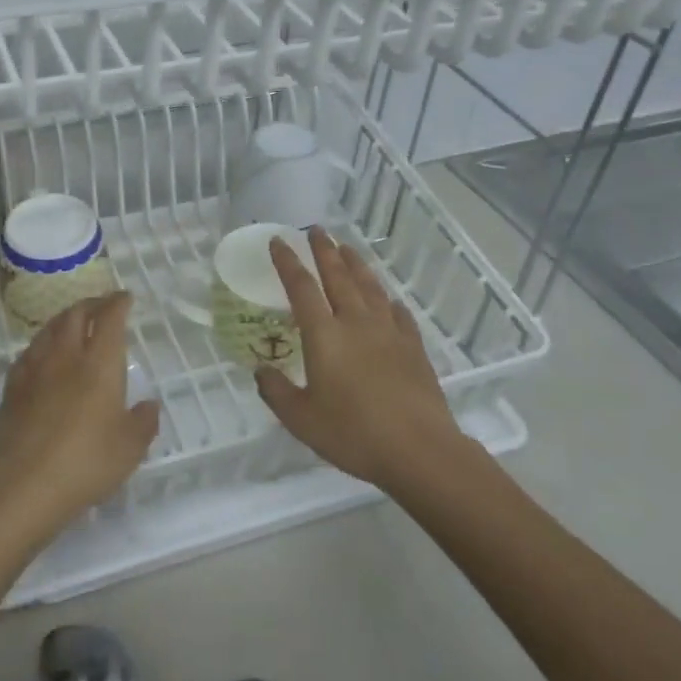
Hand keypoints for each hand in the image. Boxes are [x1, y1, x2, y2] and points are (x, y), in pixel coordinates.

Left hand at [0, 293, 159, 540]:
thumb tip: (149, 405)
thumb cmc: (87, 461)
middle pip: (76, 314)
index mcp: (100, 363)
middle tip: (101, 306)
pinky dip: (42, 345)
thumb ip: (143, 422)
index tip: (125, 297)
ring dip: (65, 319)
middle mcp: (67, 355)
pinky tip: (43, 355)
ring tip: (73, 323)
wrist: (25, 482)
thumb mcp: (130, 448)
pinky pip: (29, 353)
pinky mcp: (13, 387)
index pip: (110, 318)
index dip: (118, 303)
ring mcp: (35, 368)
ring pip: (50, 329)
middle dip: (91, 304)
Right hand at [256, 228, 488, 494]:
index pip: (301, 287)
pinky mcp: (413, 347)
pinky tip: (388, 300)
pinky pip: (399, 314)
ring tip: (348, 249)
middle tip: (316, 230)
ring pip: (370, 287)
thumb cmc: (353, 433)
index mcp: (324, 335)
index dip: (288, 262)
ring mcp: (388, 332)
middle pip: (338, 276)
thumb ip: (277, 392)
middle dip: (324, 251)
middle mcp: (355, 323)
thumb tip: (261, 371)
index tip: (279, 241)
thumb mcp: (301, 419)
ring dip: (356, 265)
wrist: (419, 450)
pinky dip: (389, 301)